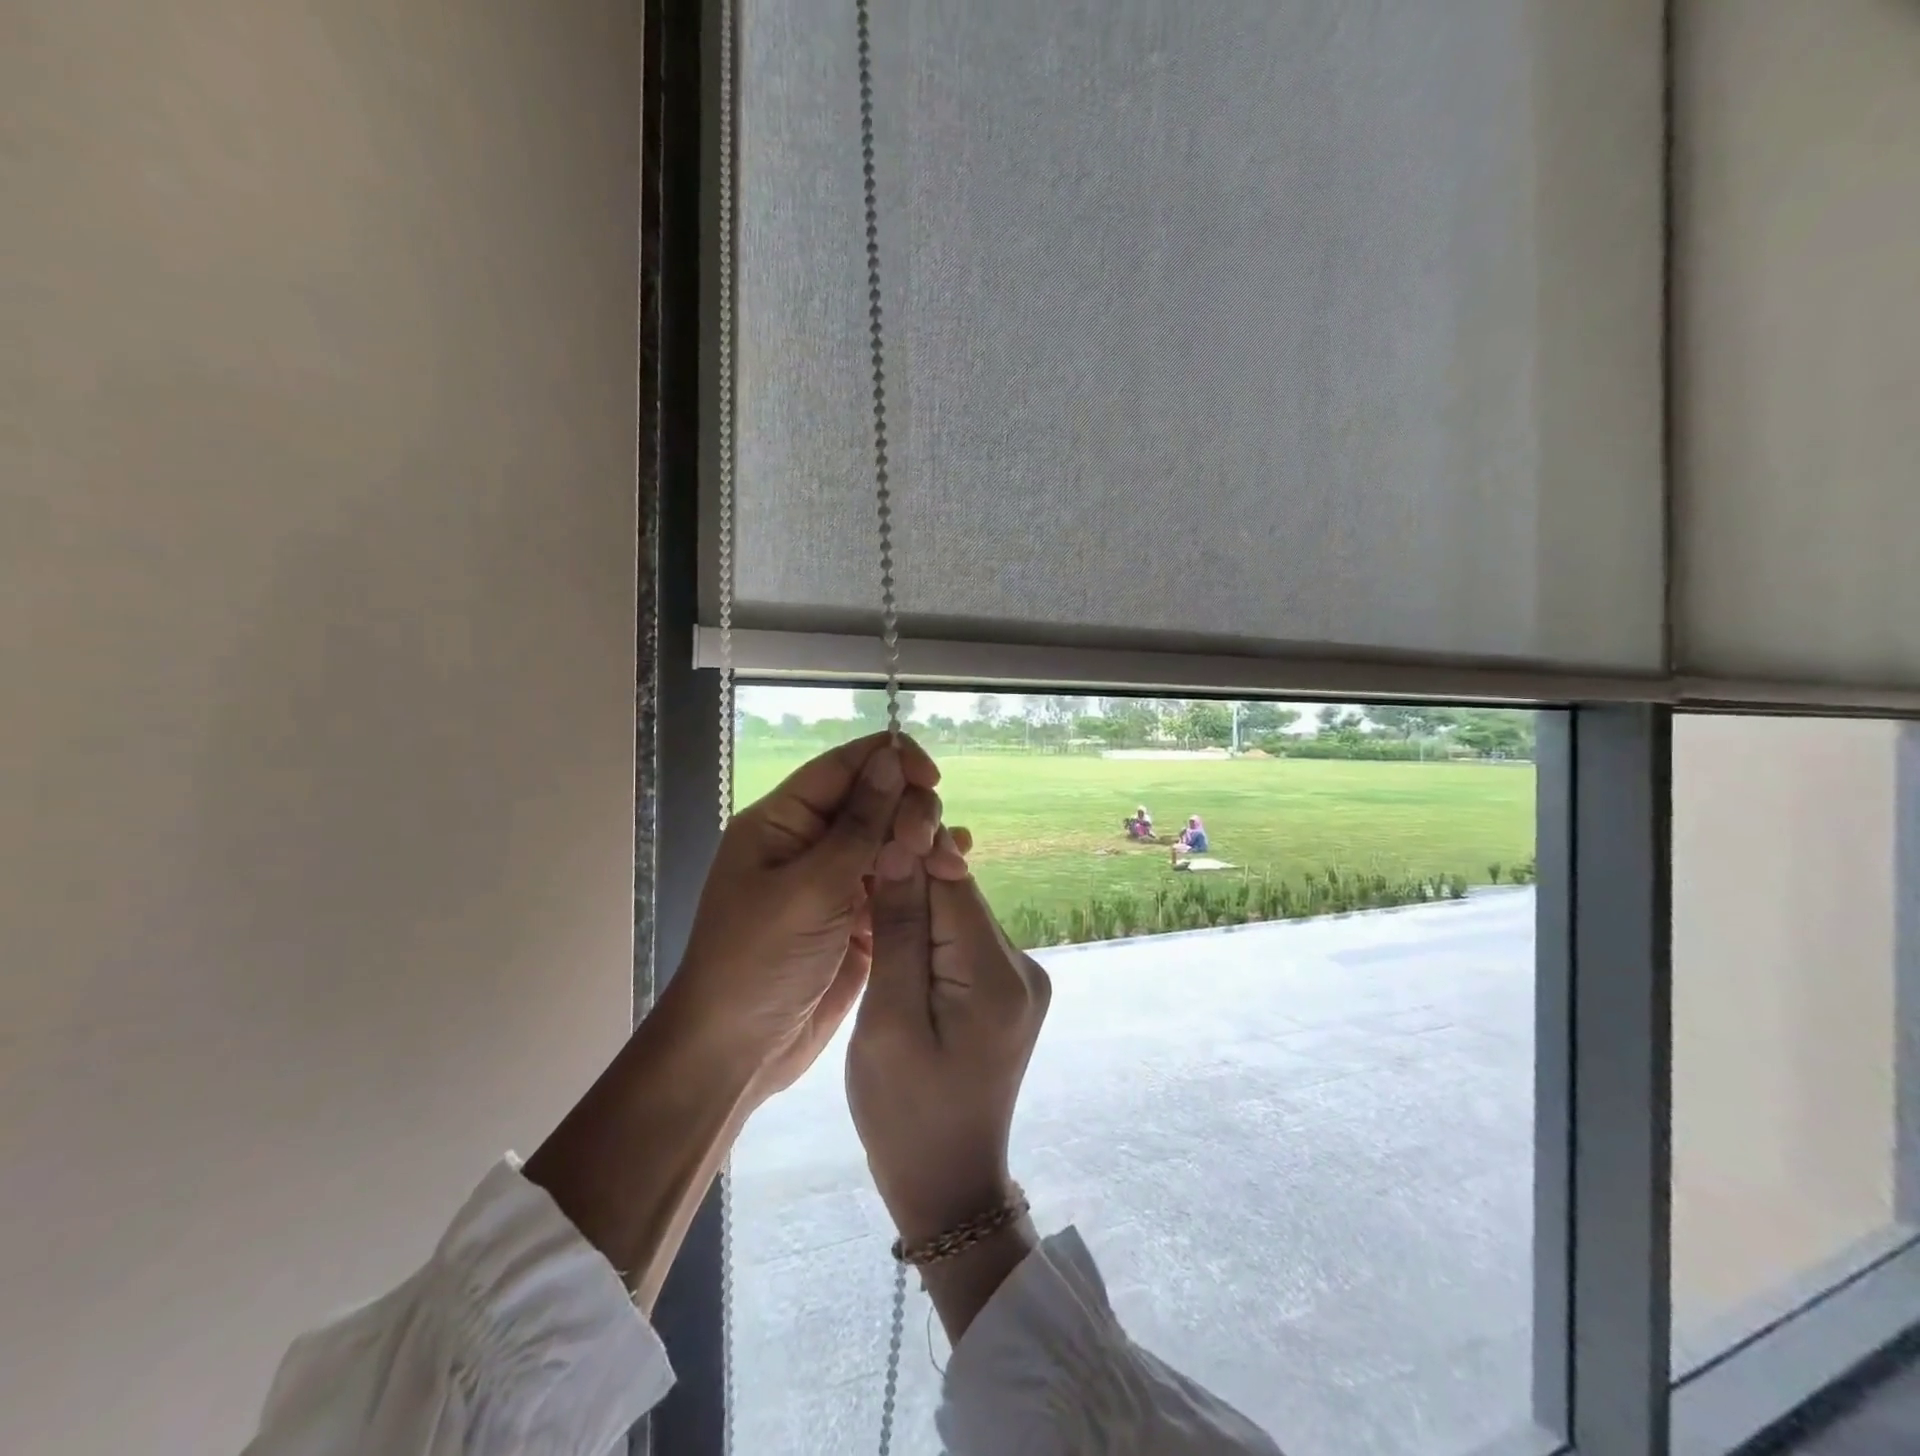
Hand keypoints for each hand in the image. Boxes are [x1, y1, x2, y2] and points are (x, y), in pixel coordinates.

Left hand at [671, 732, 955, 1103]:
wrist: (735, 1053)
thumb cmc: (759, 962)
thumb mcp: (811, 889)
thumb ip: (859, 824)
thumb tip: (893, 757)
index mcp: (783, 821)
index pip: (845, 766)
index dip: (892, 761)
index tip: (933, 779)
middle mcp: (809, 842)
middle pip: (874, 800)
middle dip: (911, 811)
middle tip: (932, 845)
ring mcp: (834, 880)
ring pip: (889, 840)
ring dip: (922, 844)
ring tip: (952, 862)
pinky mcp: (854, 916)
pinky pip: (894, 882)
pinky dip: (921, 876)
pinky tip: (952, 874)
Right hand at [847, 856, 1050, 1245]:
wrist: (949, 1186)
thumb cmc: (904, 1115)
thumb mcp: (887, 1023)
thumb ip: (898, 932)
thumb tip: (902, 847)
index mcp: (997, 975)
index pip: (953, 880)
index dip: (910, 849)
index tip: (864, 837)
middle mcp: (1023, 966)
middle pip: (958, 895)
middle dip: (909, 882)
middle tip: (855, 887)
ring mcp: (1021, 978)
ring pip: (959, 915)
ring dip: (916, 909)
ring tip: (869, 917)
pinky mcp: (1009, 990)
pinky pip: (964, 941)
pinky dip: (930, 936)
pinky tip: (898, 949)